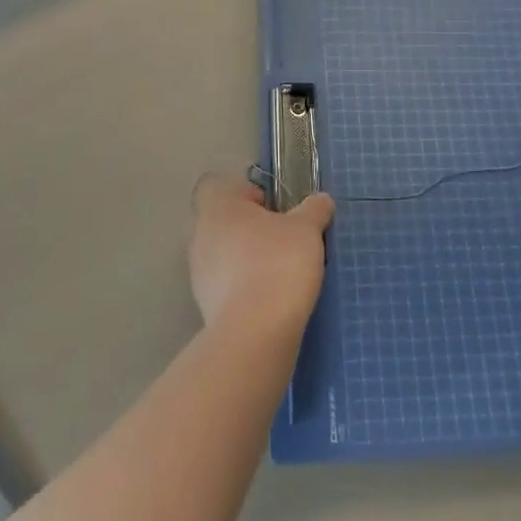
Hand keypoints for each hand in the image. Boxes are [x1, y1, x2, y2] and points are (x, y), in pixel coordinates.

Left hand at [189, 175, 333, 339]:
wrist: (255, 333)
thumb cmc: (278, 264)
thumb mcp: (307, 230)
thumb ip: (314, 209)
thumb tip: (321, 199)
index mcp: (218, 208)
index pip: (220, 187)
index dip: (247, 194)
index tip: (274, 210)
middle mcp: (200, 235)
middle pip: (225, 222)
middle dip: (253, 230)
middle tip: (284, 241)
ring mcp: (199, 273)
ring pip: (225, 255)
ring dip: (247, 260)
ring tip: (281, 274)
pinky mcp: (204, 305)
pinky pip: (226, 286)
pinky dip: (244, 288)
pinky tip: (270, 299)